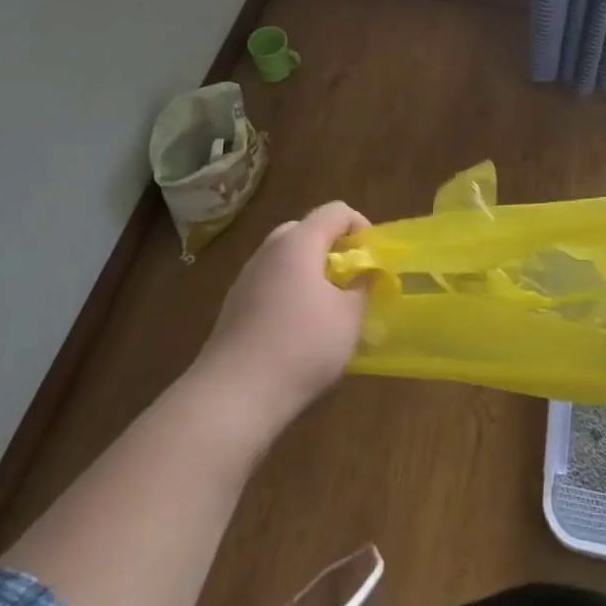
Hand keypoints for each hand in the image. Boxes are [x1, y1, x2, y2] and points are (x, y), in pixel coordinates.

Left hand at [195, 202, 370, 432]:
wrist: (233, 395)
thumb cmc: (301, 346)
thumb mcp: (350, 318)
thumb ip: (363, 288)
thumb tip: (365, 275)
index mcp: (299, 242)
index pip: (335, 211)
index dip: (360, 226)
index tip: (372, 258)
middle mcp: (270, 250)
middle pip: (306, 230)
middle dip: (332, 248)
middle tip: (349, 279)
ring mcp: (247, 276)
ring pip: (285, 258)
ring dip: (310, 272)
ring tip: (327, 308)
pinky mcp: (234, 305)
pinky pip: (270, 283)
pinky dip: (289, 292)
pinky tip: (298, 330)